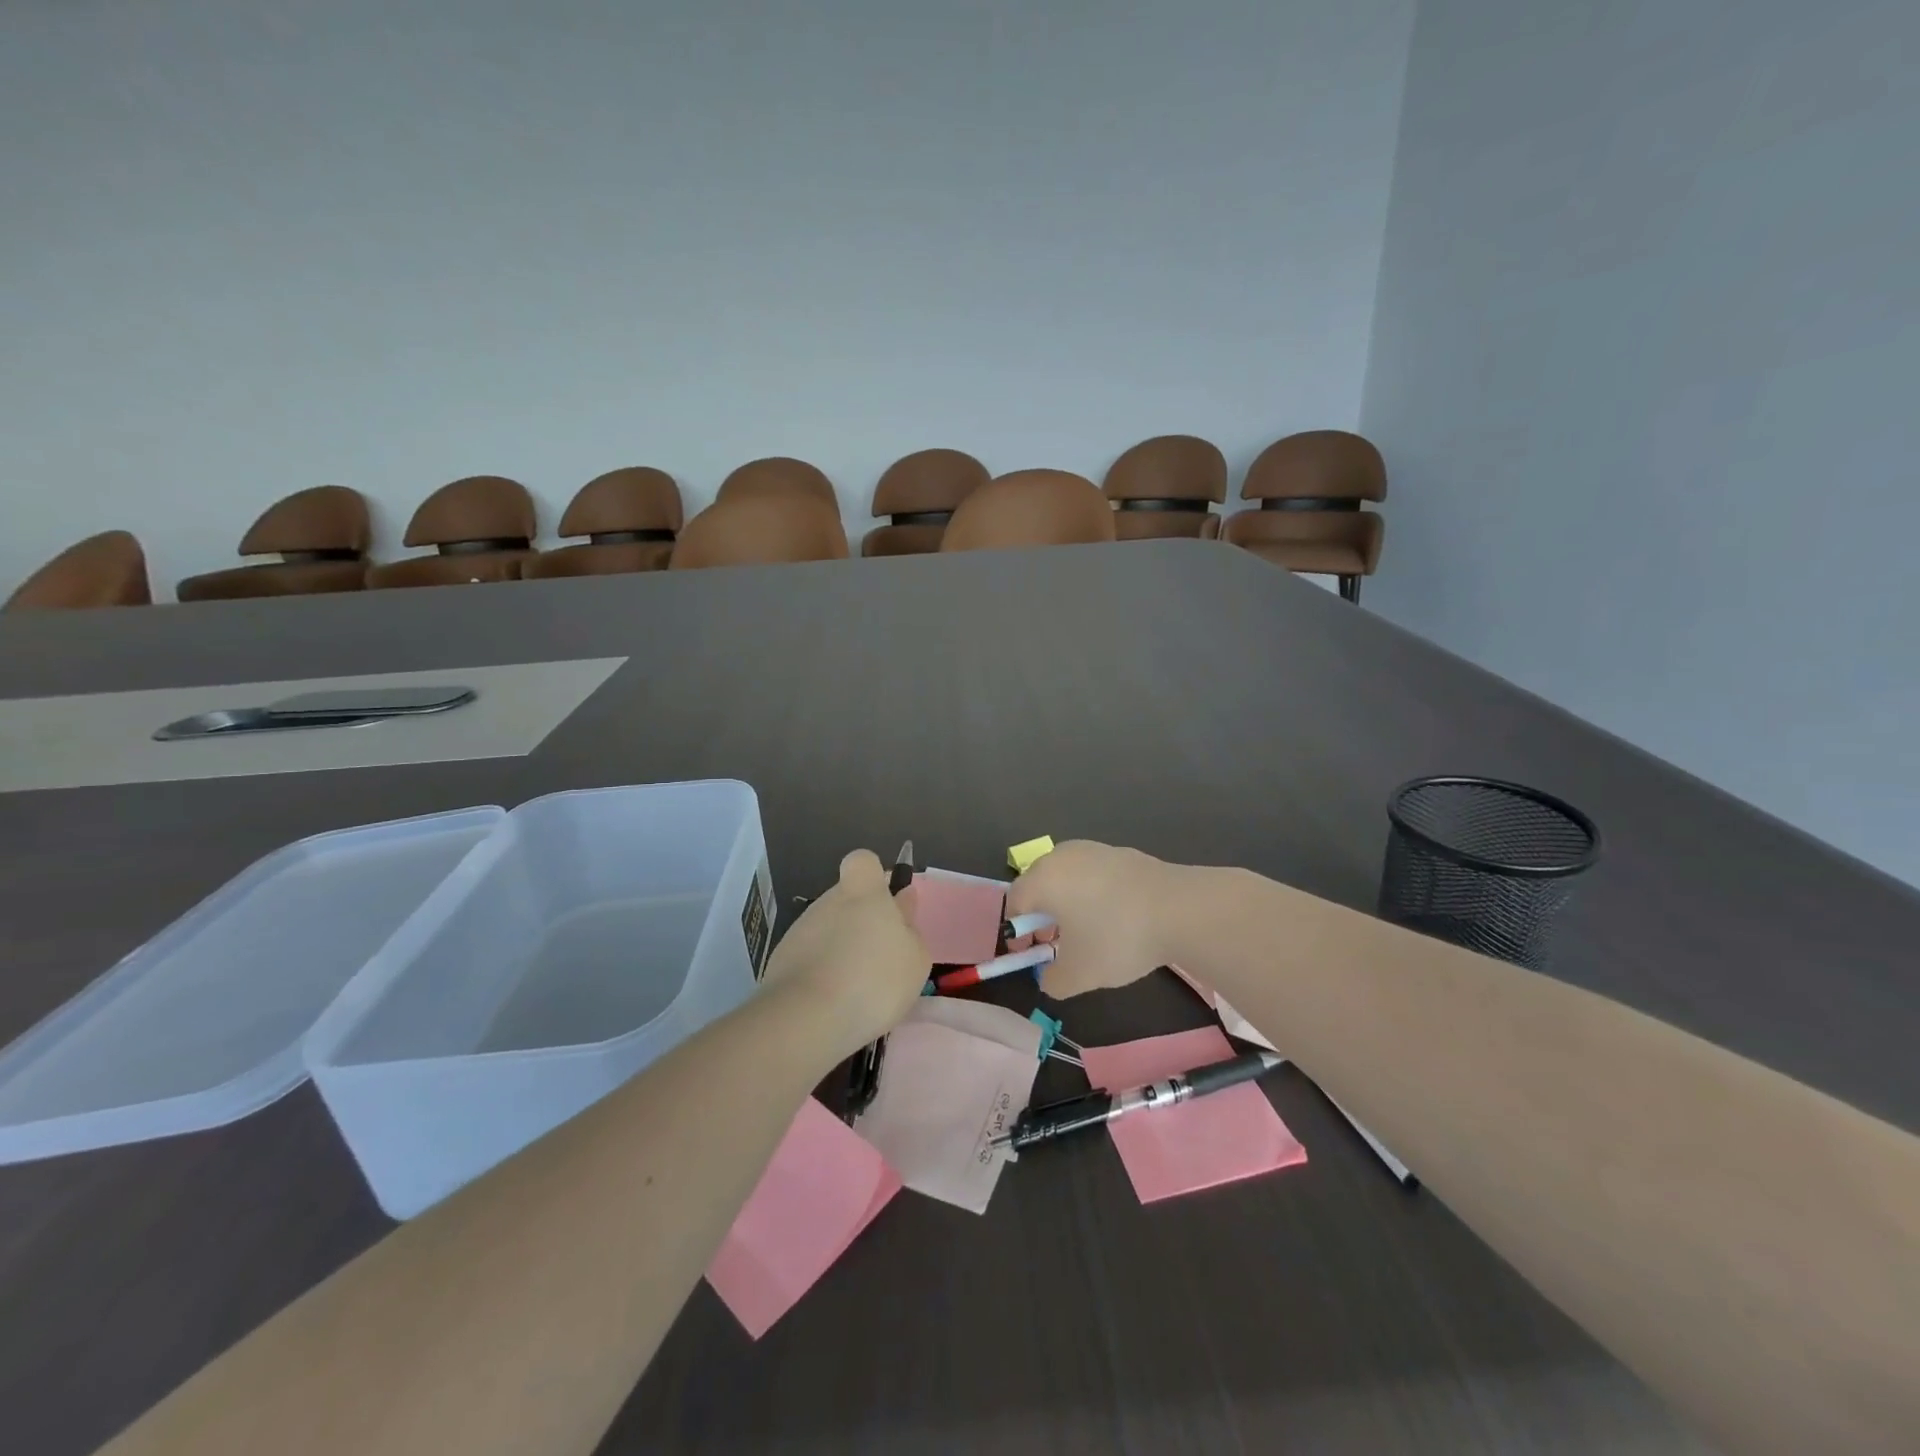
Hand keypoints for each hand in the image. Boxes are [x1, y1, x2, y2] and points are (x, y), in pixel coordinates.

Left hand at [760, 849, 930, 1061]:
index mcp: (862, 892)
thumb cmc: (874, 979)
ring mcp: (800, 931)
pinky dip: (822, 975)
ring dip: (841, 951)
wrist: (808, 1018)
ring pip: (827, 931)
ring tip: (858, 990)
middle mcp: (828, 902)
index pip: (862, 861)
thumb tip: (901, 903)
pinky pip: (810, 960)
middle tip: (880, 959)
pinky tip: (833, 1004)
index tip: (885, 903)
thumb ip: (909, 927)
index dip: (874, 877)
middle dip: (860, 922)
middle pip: (845, 900)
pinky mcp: (780, 962)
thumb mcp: (915, 959)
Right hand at [1004, 841, 1179, 998]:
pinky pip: (1093, 873)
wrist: (1181, 908)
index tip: (1032, 953)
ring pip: (1067, 876)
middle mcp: (1062, 856)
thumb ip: (1053, 981)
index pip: (1014, 901)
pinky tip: (1116, 916)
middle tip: (1056, 942)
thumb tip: (1049, 977)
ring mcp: (1094, 849)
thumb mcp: (1079, 974)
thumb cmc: (1118, 938)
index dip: (1017, 931)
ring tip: (1088, 930)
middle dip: (1041, 914)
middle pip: (1038, 884)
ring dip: (1067, 902)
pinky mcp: (1121, 852)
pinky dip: (1093, 892)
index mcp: (1043, 879)